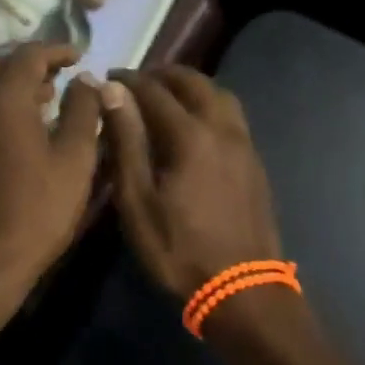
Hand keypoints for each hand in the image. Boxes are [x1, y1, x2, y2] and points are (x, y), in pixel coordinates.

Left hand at [0, 43, 103, 314]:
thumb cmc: (39, 210)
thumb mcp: (76, 159)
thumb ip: (84, 110)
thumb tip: (86, 79)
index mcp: (4, 101)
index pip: (28, 55)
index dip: (56, 50)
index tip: (79, 56)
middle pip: (1, 65)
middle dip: (33, 62)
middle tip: (63, 74)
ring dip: (15, 82)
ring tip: (48, 97)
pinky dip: (1, 102)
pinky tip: (24, 126)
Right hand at [102, 67, 281, 301]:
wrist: (243, 290)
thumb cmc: (179, 250)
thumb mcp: (138, 201)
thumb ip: (126, 141)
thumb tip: (112, 92)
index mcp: (190, 135)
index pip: (154, 91)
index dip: (129, 81)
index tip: (109, 78)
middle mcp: (222, 128)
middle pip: (194, 83)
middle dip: (164, 75)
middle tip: (138, 82)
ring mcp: (244, 144)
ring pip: (219, 95)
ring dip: (192, 86)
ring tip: (167, 97)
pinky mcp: (255, 161)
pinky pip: (232, 115)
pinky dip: (210, 104)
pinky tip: (196, 124)